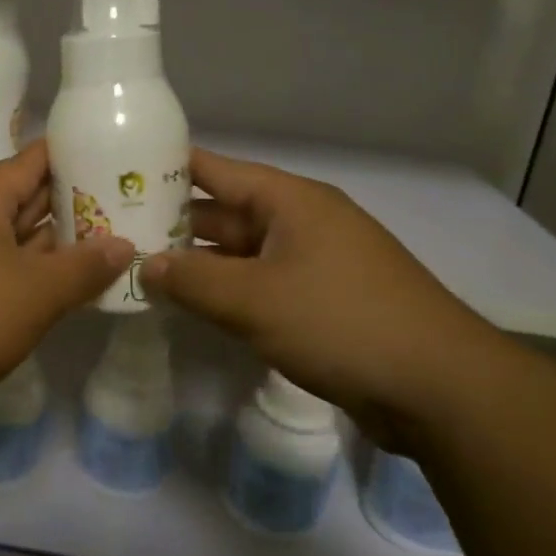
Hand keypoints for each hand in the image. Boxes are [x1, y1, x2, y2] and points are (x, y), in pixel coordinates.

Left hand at [0, 140, 133, 432]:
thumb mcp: (34, 294)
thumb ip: (83, 268)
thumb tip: (123, 245)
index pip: (36, 159)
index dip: (79, 155)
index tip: (122, 158)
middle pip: (28, 198)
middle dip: (77, 204)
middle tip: (132, 207)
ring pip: (15, 240)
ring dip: (57, 246)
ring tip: (113, 246)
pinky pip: (0, 270)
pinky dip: (32, 276)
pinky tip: (68, 290)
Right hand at [138, 149, 506, 435]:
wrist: (439, 387)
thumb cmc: (340, 323)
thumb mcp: (254, 299)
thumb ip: (191, 280)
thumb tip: (143, 264)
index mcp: (289, 201)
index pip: (215, 170)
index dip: (167, 168)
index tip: (118, 170)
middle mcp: (301, 222)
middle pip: (224, 212)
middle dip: (172, 224)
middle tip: (115, 232)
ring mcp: (313, 263)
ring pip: (240, 253)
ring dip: (197, 263)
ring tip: (139, 270)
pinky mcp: (321, 301)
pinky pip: (260, 285)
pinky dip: (226, 291)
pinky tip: (190, 305)